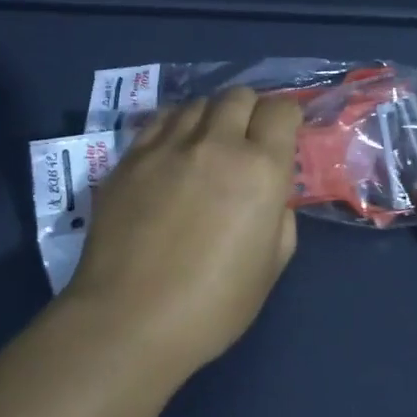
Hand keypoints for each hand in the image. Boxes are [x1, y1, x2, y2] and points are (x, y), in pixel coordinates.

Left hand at [64, 88, 302, 374]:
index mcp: (260, 169)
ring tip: (207, 146)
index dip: (288, 117)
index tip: (284, 136)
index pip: (282, 109)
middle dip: (250, 111)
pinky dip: (176, 126)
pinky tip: (173, 152)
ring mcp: (167, 145)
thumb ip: (280, 218)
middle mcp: (216, 143)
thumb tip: (271, 197)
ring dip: (211, 118)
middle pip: (239, 95)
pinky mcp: (130, 156)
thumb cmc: (212, 305)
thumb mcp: (270, 267)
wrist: (128, 321)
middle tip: (247, 141)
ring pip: (198, 103)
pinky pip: (161, 119)